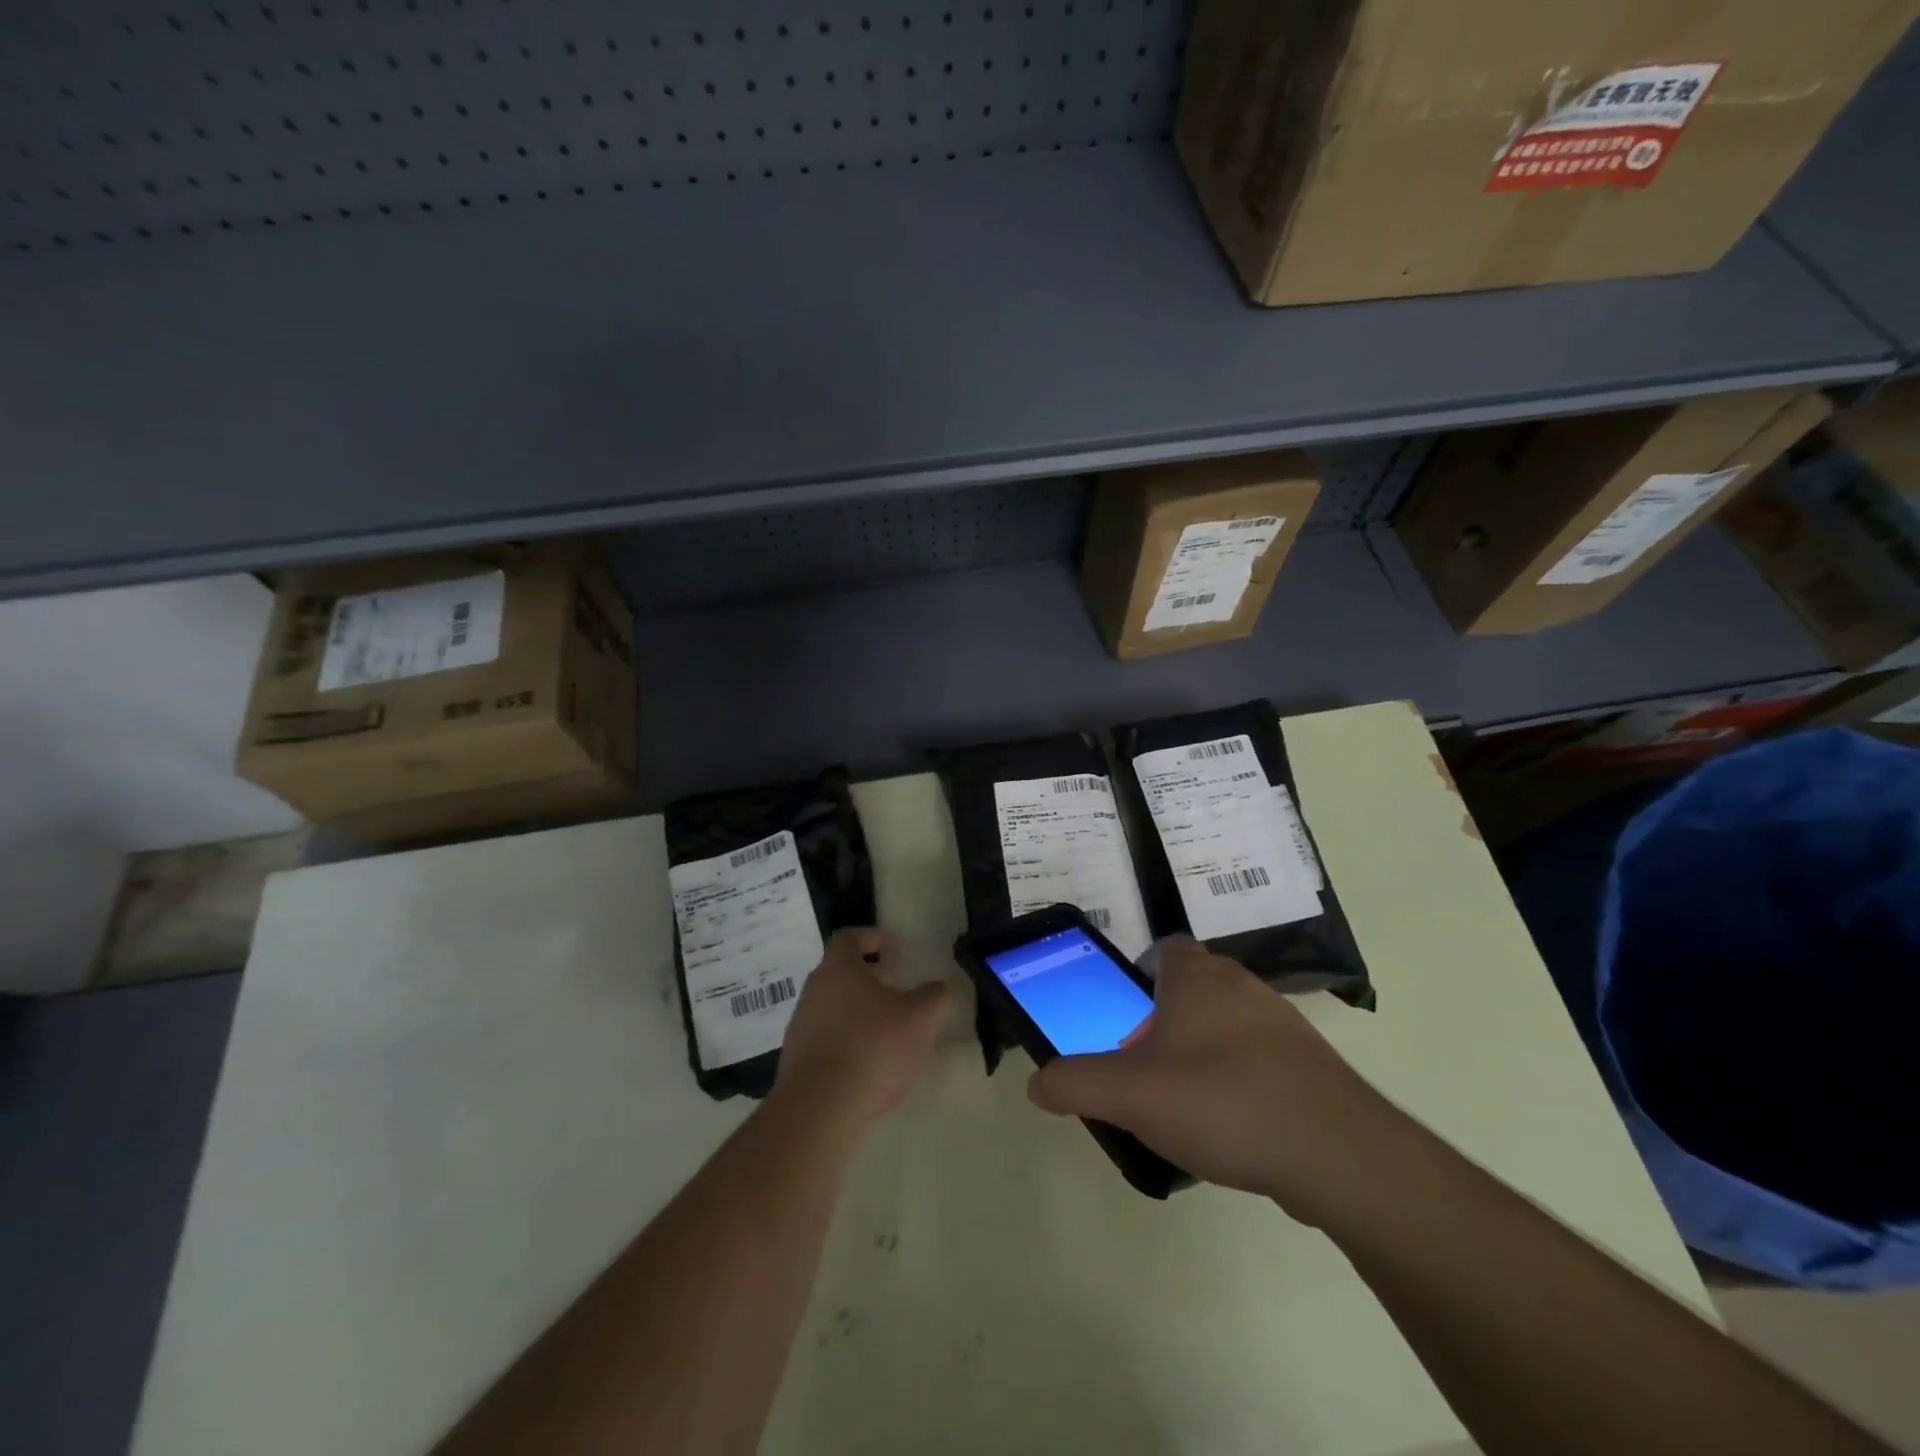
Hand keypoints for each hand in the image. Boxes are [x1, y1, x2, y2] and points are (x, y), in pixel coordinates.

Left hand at [773, 928, 952, 1131]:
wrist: (819, 1110)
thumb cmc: (873, 1048)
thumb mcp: (920, 1018)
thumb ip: (934, 997)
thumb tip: (937, 989)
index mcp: (838, 968)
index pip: (850, 937)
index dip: (875, 938)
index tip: (897, 951)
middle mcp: (814, 989)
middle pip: (841, 972)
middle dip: (870, 976)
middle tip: (898, 989)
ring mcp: (801, 1025)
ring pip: (834, 1005)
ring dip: (859, 1010)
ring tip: (888, 1030)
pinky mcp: (797, 1060)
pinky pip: (826, 1037)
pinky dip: (848, 1039)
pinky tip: (869, 1062)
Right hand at [1027, 938, 1387, 1216]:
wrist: (1339, 1154)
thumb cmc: (1223, 1102)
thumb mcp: (1131, 1095)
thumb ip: (1076, 1083)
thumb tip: (1037, 1083)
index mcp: (1197, 978)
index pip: (1165, 949)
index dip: (1140, 976)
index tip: (1124, 1018)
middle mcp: (1241, 986)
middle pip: (1193, 989)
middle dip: (1165, 1022)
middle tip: (1145, 1068)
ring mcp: (1283, 1024)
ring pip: (1227, 1025)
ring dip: (1202, 1053)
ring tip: (1184, 1105)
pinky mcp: (1311, 1065)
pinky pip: (1260, 1060)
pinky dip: (1240, 1081)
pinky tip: (1232, 1128)